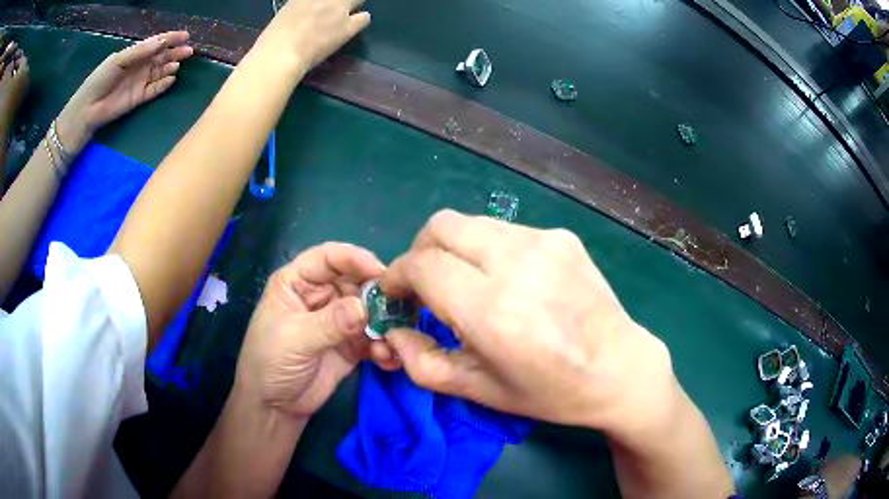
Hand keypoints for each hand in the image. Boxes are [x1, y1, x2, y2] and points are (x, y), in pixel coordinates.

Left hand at [57, 31, 193, 154]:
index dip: (170, 38)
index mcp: (134, 54)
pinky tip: (171, 79)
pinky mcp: (138, 98)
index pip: (155, 43)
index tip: (185, 36)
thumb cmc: (100, 80)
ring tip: (178, 64)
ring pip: (160, 72)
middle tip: (189, 51)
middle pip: (160, 57)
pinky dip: (163, 85)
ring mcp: (139, 82)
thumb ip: (140, 51)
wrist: (88, 110)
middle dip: (175, 52)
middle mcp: (139, 66)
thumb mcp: (119, 60)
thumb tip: (162, 43)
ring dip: (170, 67)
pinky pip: (154, 90)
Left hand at [234, 242, 397, 418]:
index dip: (355, 259)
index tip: (381, 273)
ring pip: (369, 310)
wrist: (275, 407)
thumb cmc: (270, 363)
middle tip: (399, 309)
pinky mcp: (351, 345)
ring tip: (394, 340)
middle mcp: (320, 296)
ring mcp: (337, 321)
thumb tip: (365, 307)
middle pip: (355, 281)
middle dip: (377, 294)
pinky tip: (388, 359)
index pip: (328, 258)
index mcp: (297, 283)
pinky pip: (373, 338)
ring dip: (384, 323)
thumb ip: (330, 323)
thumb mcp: (295, 339)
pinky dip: (384, 346)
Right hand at [254, 0, 369, 75]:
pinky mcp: (347, 26)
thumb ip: (303, 7)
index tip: (326, 4)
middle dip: (344, 1)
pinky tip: (354, 24)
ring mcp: (338, 9)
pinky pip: (365, 17)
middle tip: (339, 7)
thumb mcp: (288, 12)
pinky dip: (361, 19)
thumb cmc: (274, 39)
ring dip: (354, 5)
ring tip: (346, 15)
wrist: (279, 54)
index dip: (328, 1)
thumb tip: (309, 10)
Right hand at [381, 210, 675, 434]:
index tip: (395, 295)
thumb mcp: (480, 391)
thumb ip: (421, 363)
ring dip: (453, 248)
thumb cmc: (551, 391)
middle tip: (424, 285)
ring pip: (471, 223)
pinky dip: (488, 250)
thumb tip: (392, 331)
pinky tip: (508, 281)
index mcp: (493, 311)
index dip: (396, 276)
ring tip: (466, 283)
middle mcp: (517, 264)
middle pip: (441, 226)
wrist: (620, 369)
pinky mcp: (562, 237)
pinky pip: (505, 232)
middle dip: (419, 251)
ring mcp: (544, 242)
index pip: (421, 265)